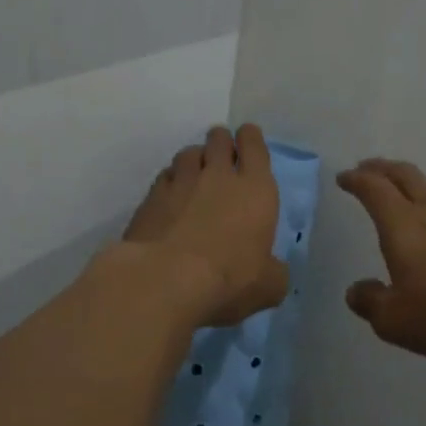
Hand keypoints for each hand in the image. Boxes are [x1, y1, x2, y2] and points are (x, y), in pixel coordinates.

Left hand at [119, 125, 288, 326]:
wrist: (167, 279)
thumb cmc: (230, 278)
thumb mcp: (269, 286)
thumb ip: (274, 271)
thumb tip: (272, 270)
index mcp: (255, 189)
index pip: (254, 146)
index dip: (250, 139)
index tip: (247, 139)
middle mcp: (218, 176)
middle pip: (218, 140)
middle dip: (222, 142)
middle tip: (222, 153)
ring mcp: (181, 183)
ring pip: (189, 153)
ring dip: (195, 159)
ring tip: (195, 172)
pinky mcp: (151, 198)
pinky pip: (165, 177)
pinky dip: (171, 181)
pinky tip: (171, 196)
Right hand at [336, 158, 425, 359]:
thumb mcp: (397, 320)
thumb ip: (372, 304)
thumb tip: (357, 291)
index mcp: (403, 225)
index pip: (374, 190)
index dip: (357, 180)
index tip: (345, 177)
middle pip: (405, 176)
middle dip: (383, 169)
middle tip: (368, 168)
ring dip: (412, 189)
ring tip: (403, 200)